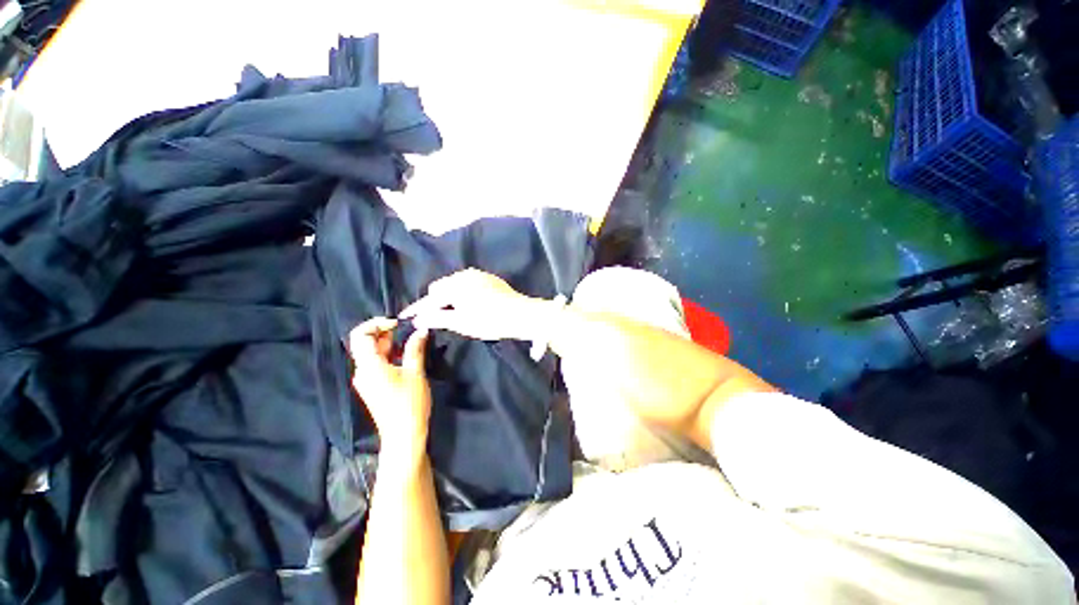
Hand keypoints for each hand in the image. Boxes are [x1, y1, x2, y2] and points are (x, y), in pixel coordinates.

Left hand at [349, 317, 431, 465]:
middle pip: (365, 343)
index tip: (397, 324)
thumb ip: (415, 348)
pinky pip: (377, 364)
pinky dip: (389, 355)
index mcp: (368, 365)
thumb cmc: (409, 402)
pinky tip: (406, 356)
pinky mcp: (373, 387)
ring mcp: (366, 380)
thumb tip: (421, 330)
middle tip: (408, 331)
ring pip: (372, 354)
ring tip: (411, 341)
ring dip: (389, 344)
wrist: (404, 435)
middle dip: (385, 332)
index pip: (360, 335)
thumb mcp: (415, 372)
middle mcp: (362, 371)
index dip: (376, 323)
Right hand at [400, 269, 548, 341]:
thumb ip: (437, 318)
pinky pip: (467, 283)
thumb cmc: (490, 321)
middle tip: (438, 318)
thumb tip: (418, 319)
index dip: (417, 309)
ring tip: (455, 312)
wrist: (520, 314)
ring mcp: (478, 275)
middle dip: (436, 302)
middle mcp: (464, 275)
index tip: (405, 316)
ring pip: (454, 284)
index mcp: (455, 286)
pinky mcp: (488, 278)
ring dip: (449, 297)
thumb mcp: (461, 323)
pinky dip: (462, 293)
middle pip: (441, 288)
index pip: (430, 298)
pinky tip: (470, 304)